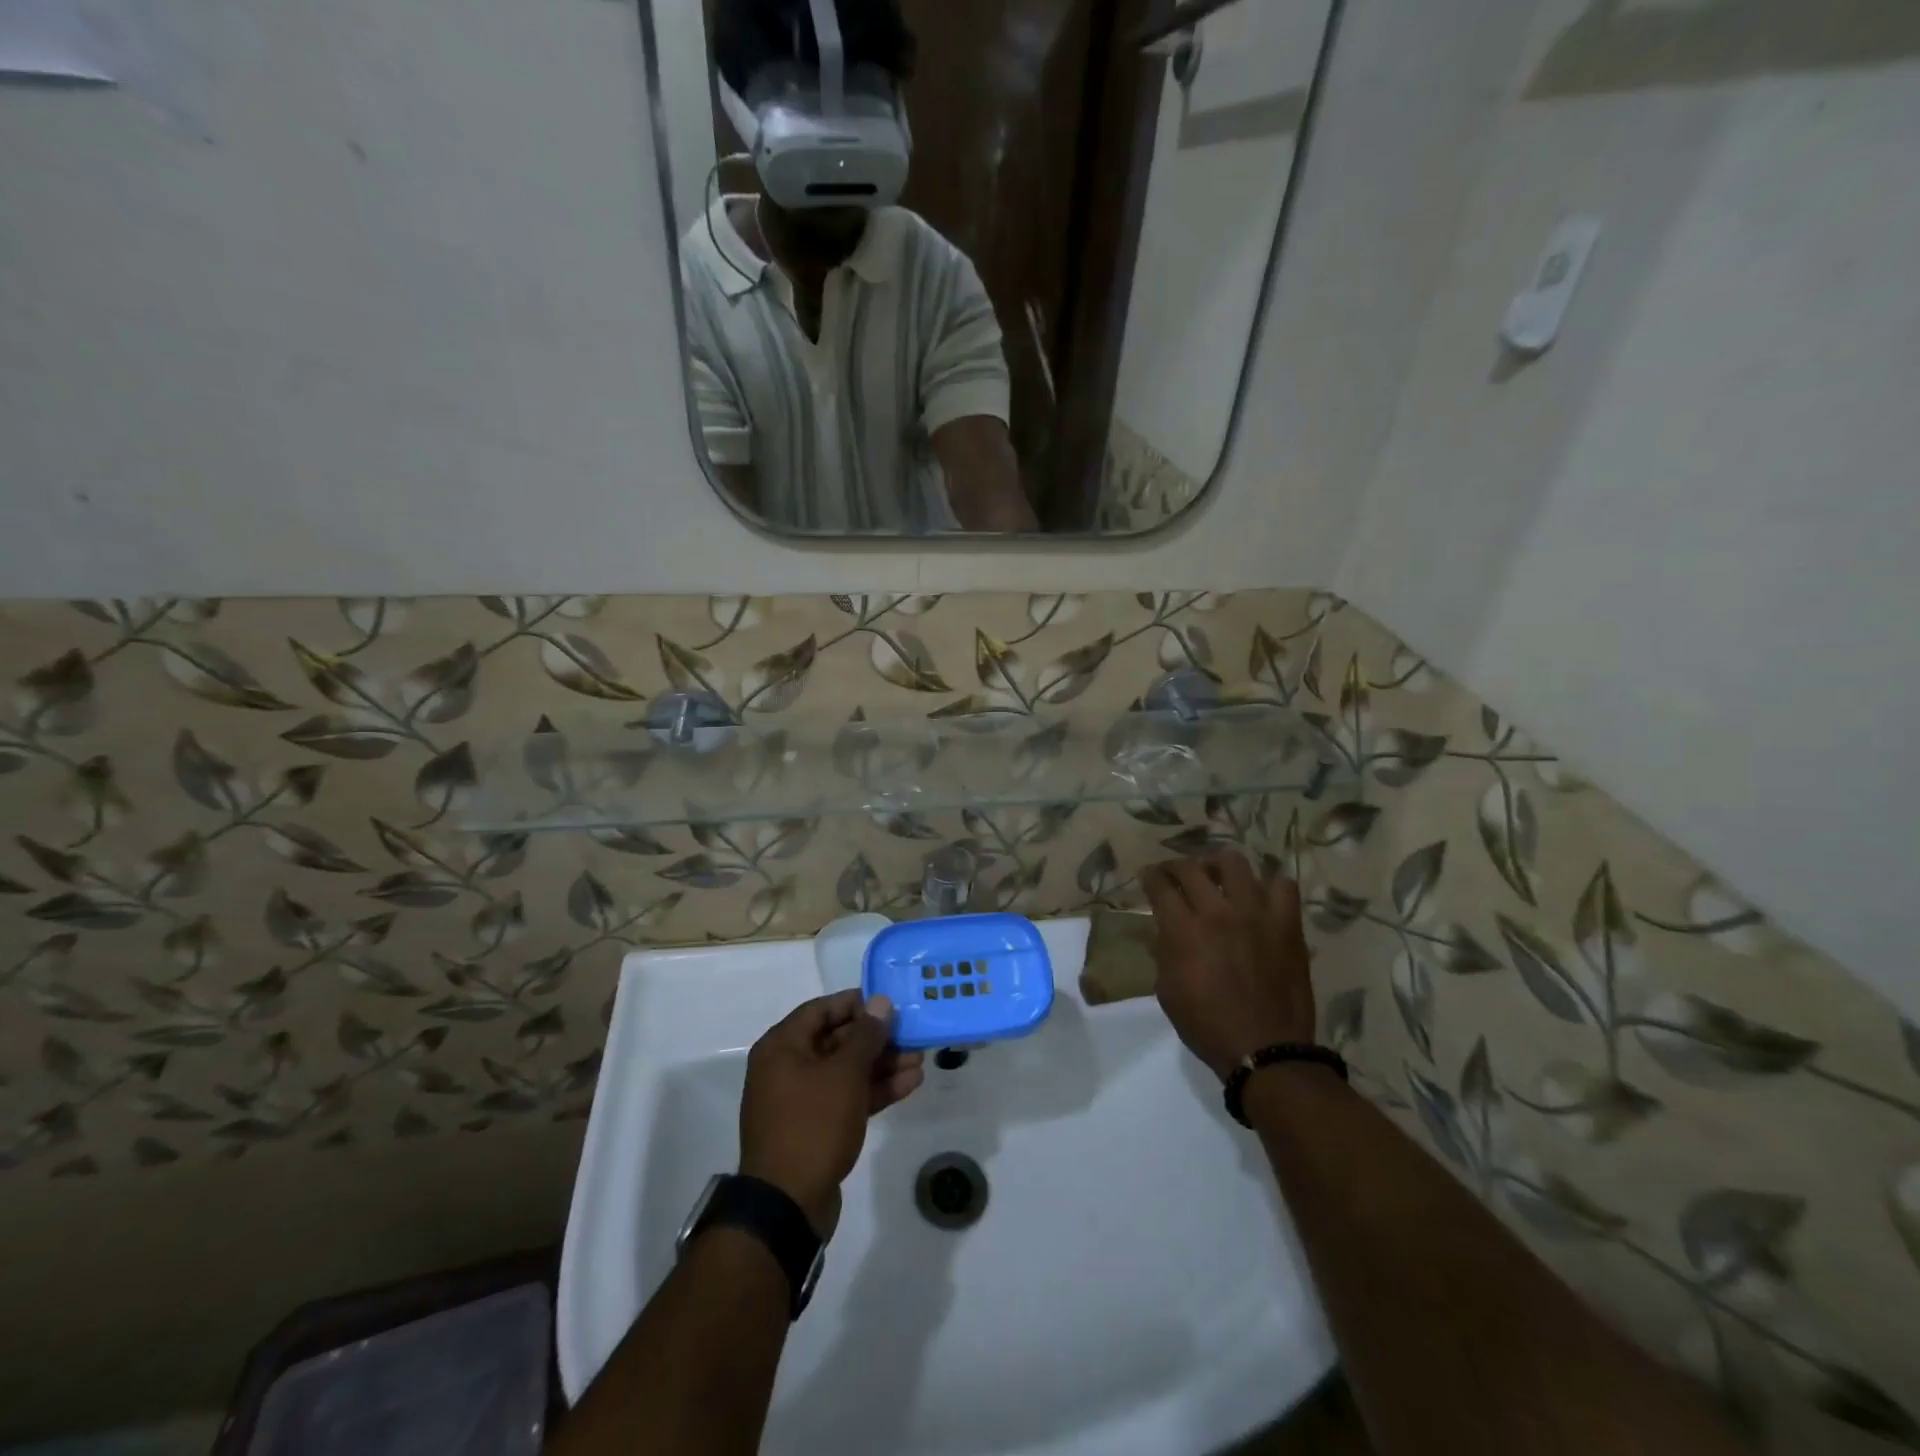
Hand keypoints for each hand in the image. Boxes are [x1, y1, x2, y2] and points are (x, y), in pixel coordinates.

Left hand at [738, 990, 924, 1238]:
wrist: (787, 1205)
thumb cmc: (812, 1124)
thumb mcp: (844, 1074)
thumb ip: (866, 1036)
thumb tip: (880, 1002)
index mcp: (782, 1047)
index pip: (822, 1009)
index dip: (856, 1003)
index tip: (889, 1003)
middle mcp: (787, 1067)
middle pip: (837, 1040)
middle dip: (877, 1038)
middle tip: (913, 1033)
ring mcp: (801, 1100)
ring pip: (846, 1071)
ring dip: (882, 1064)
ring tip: (920, 1059)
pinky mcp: (816, 1127)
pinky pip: (847, 1097)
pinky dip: (875, 1090)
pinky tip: (910, 1084)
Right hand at [1143, 850, 1315, 1080]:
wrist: (1266, 1051)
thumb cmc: (1208, 1026)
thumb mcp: (1168, 992)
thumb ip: (1163, 953)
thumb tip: (1163, 930)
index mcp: (1184, 931)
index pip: (1160, 886)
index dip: (1150, 877)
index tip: (1148, 878)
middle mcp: (1218, 913)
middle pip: (1191, 868)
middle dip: (1176, 866)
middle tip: (1176, 875)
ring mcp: (1256, 914)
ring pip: (1234, 863)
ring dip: (1219, 866)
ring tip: (1217, 876)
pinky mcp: (1286, 924)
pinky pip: (1283, 886)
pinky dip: (1269, 886)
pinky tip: (1260, 898)